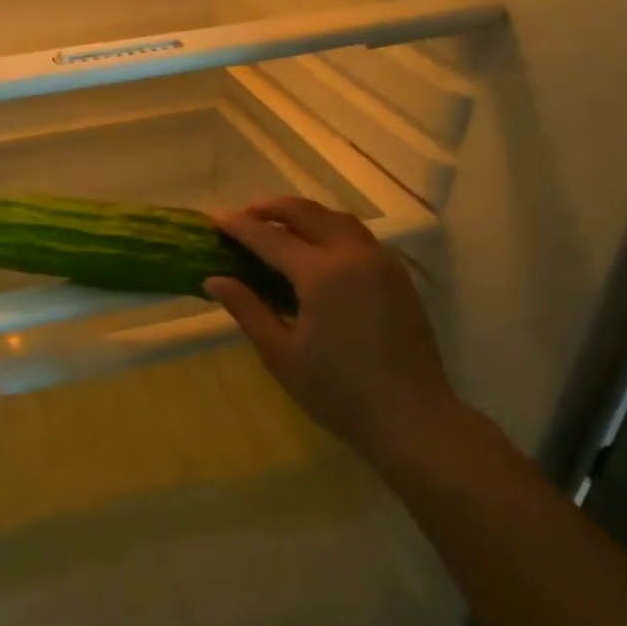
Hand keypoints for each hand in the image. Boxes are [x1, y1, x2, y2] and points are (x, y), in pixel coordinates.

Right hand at [205, 196, 459, 458]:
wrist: (411, 418)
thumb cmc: (338, 391)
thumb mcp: (281, 354)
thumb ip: (247, 309)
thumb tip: (215, 280)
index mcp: (322, 274)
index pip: (271, 237)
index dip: (239, 226)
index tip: (215, 218)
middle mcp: (353, 256)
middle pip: (307, 213)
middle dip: (271, 208)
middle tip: (244, 216)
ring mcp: (381, 262)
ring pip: (337, 219)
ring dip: (303, 215)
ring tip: (277, 226)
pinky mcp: (397, 276)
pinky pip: (358, 236)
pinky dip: (329, 229)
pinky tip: (316, 249)